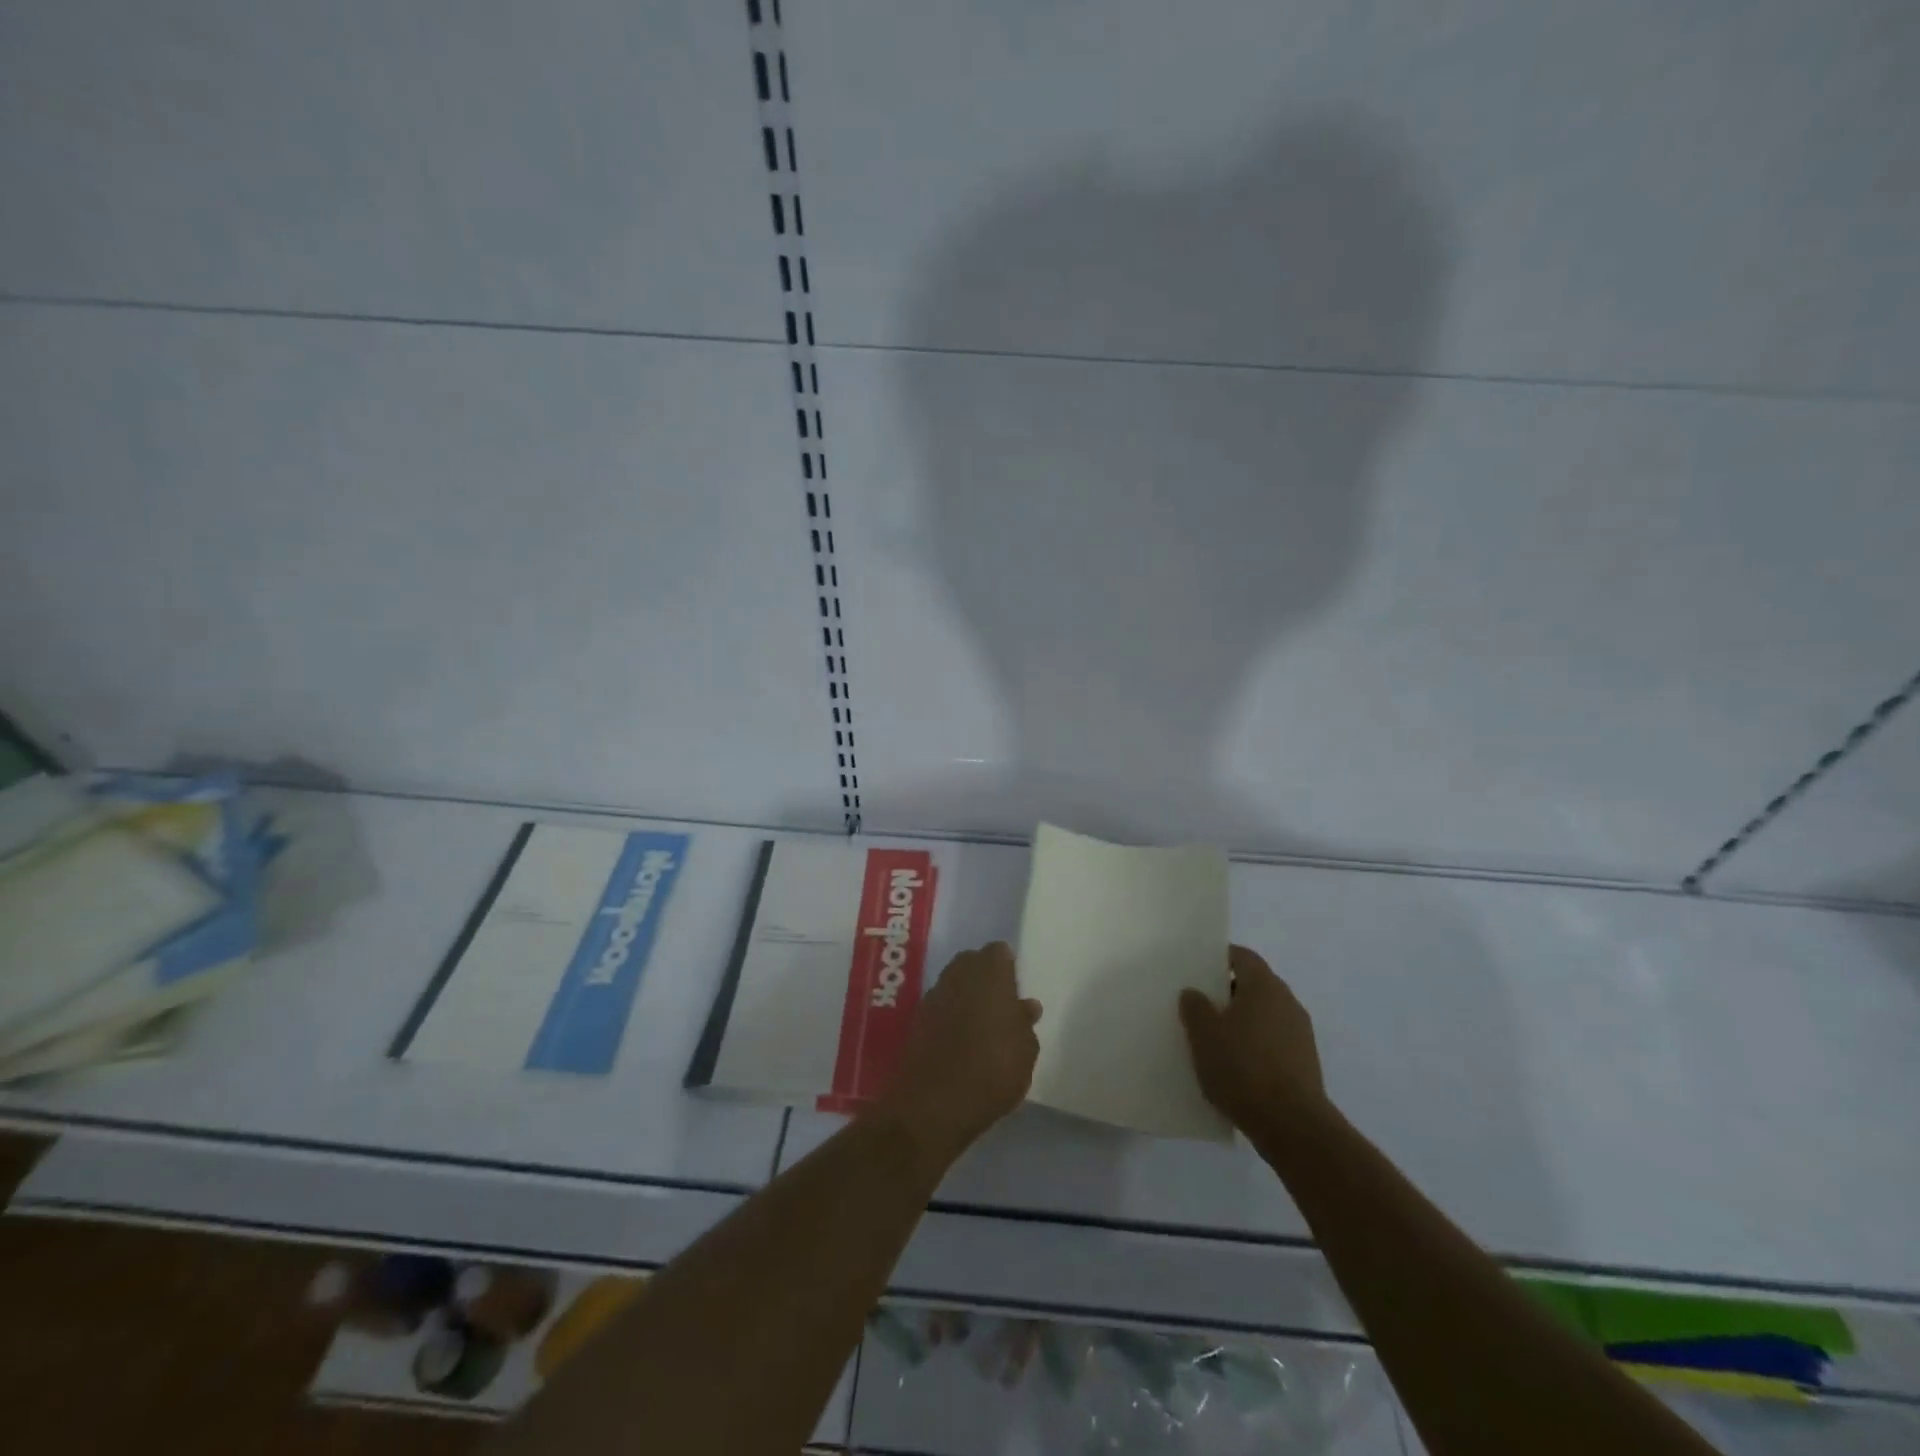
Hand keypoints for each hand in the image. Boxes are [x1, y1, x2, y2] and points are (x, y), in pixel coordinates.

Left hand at [872, 942, 1041, 1170]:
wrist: (934, 1103)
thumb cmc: (993, 1069)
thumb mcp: (1026, 1051)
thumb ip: (1025, 1023)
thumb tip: (1026, 1006)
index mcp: (990, 971)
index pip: (999, 952)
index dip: (1007, 968)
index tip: (1015, 990)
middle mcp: (958, 973)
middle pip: (972, 962)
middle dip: (984, 977)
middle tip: (999, 1005)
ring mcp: (934, 994)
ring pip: (953, 983)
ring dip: (965, 996)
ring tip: (980, 1025)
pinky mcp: (916, 1018)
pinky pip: (939, 1006)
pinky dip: (948, 1015)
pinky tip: (959, 1040)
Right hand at [1179, 945, 1326, 1131]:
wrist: (1291, 1125)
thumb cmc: (1242, 1068)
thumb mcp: (1204, 1034)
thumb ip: (1195, 1007)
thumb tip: (1195, 993)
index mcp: (1264, 986)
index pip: (1242, 956)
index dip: (1219, 958)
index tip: (1197, 970)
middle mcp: (1287, 1002)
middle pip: (1254, 985)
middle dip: (1227, 993)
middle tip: (1200, 1006)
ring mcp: (1300, 1033)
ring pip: (1264, 1015)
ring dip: (1242, 1021)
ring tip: (1215, 1039)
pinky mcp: (1305, 1062)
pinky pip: (1273, 1041)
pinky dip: (1255, 1045)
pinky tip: (1236, 1066)